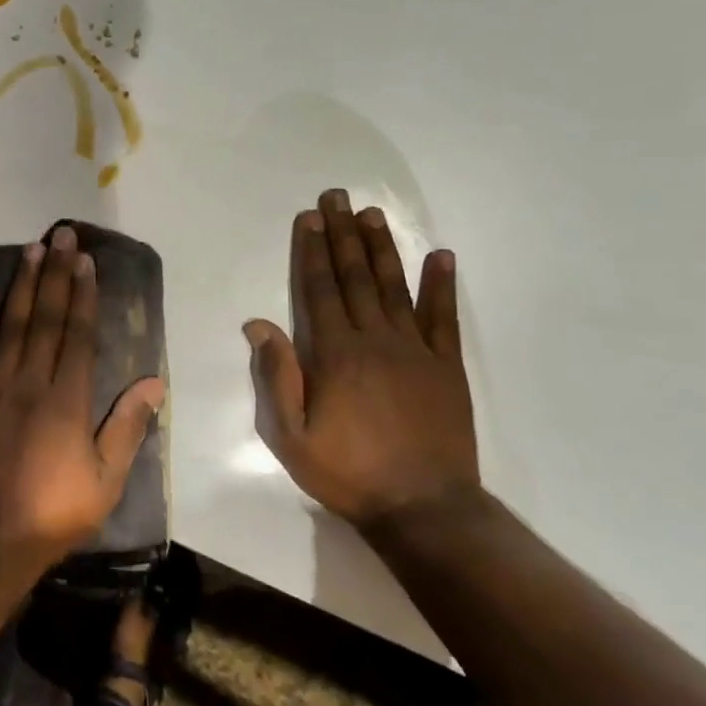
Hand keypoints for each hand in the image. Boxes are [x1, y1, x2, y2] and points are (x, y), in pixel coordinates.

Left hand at [0, 224, 166, 582]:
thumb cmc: (51, 513)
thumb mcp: (105, 481)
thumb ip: (128, 428)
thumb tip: (155, 383)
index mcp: (67, 400)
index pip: (78, 334)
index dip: (83, 294)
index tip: (86, 261)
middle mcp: (30, 381)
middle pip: (45, 318)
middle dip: (56, 274)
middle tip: (61, 235)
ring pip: (10, 324)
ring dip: (21, 284)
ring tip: (31, 249)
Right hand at [244, 191, 478, 530]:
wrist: (423, 508)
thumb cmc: (348, 472)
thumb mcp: (291, 435)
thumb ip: (277, 376)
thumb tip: (258, 323)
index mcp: (335, 354)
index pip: (319, 289)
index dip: (311, 251)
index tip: (309, 217)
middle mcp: (375, 340)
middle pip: (356, 277)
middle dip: (343, 234)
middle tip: (338, 197)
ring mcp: (416, 350)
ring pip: (396, 287)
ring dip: (383, 248)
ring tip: (372, 214)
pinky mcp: (446, 367)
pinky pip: (445, 318)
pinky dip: (443, 286)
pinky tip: (441, 257)